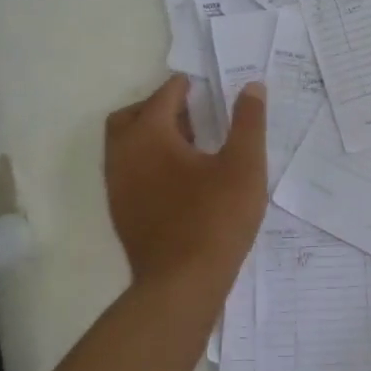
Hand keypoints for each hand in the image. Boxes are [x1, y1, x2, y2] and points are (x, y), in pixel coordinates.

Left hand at [104, 75, 267, 289]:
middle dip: (158, 108)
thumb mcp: (244, 165)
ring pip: (126, 147)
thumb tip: (252, 86)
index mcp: (149, 137)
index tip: (201, 86)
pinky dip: (148, 162)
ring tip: (190, 145)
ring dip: (151, 136)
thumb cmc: (216, 218)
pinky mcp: (122, 213)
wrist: (182, 284)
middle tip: (191, 113)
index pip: (163, 97)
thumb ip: (249, 122)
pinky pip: (129, 172)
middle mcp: (124, 156)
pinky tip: (180, 179)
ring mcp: (118, 188)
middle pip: (132, 117)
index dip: (182, 87)